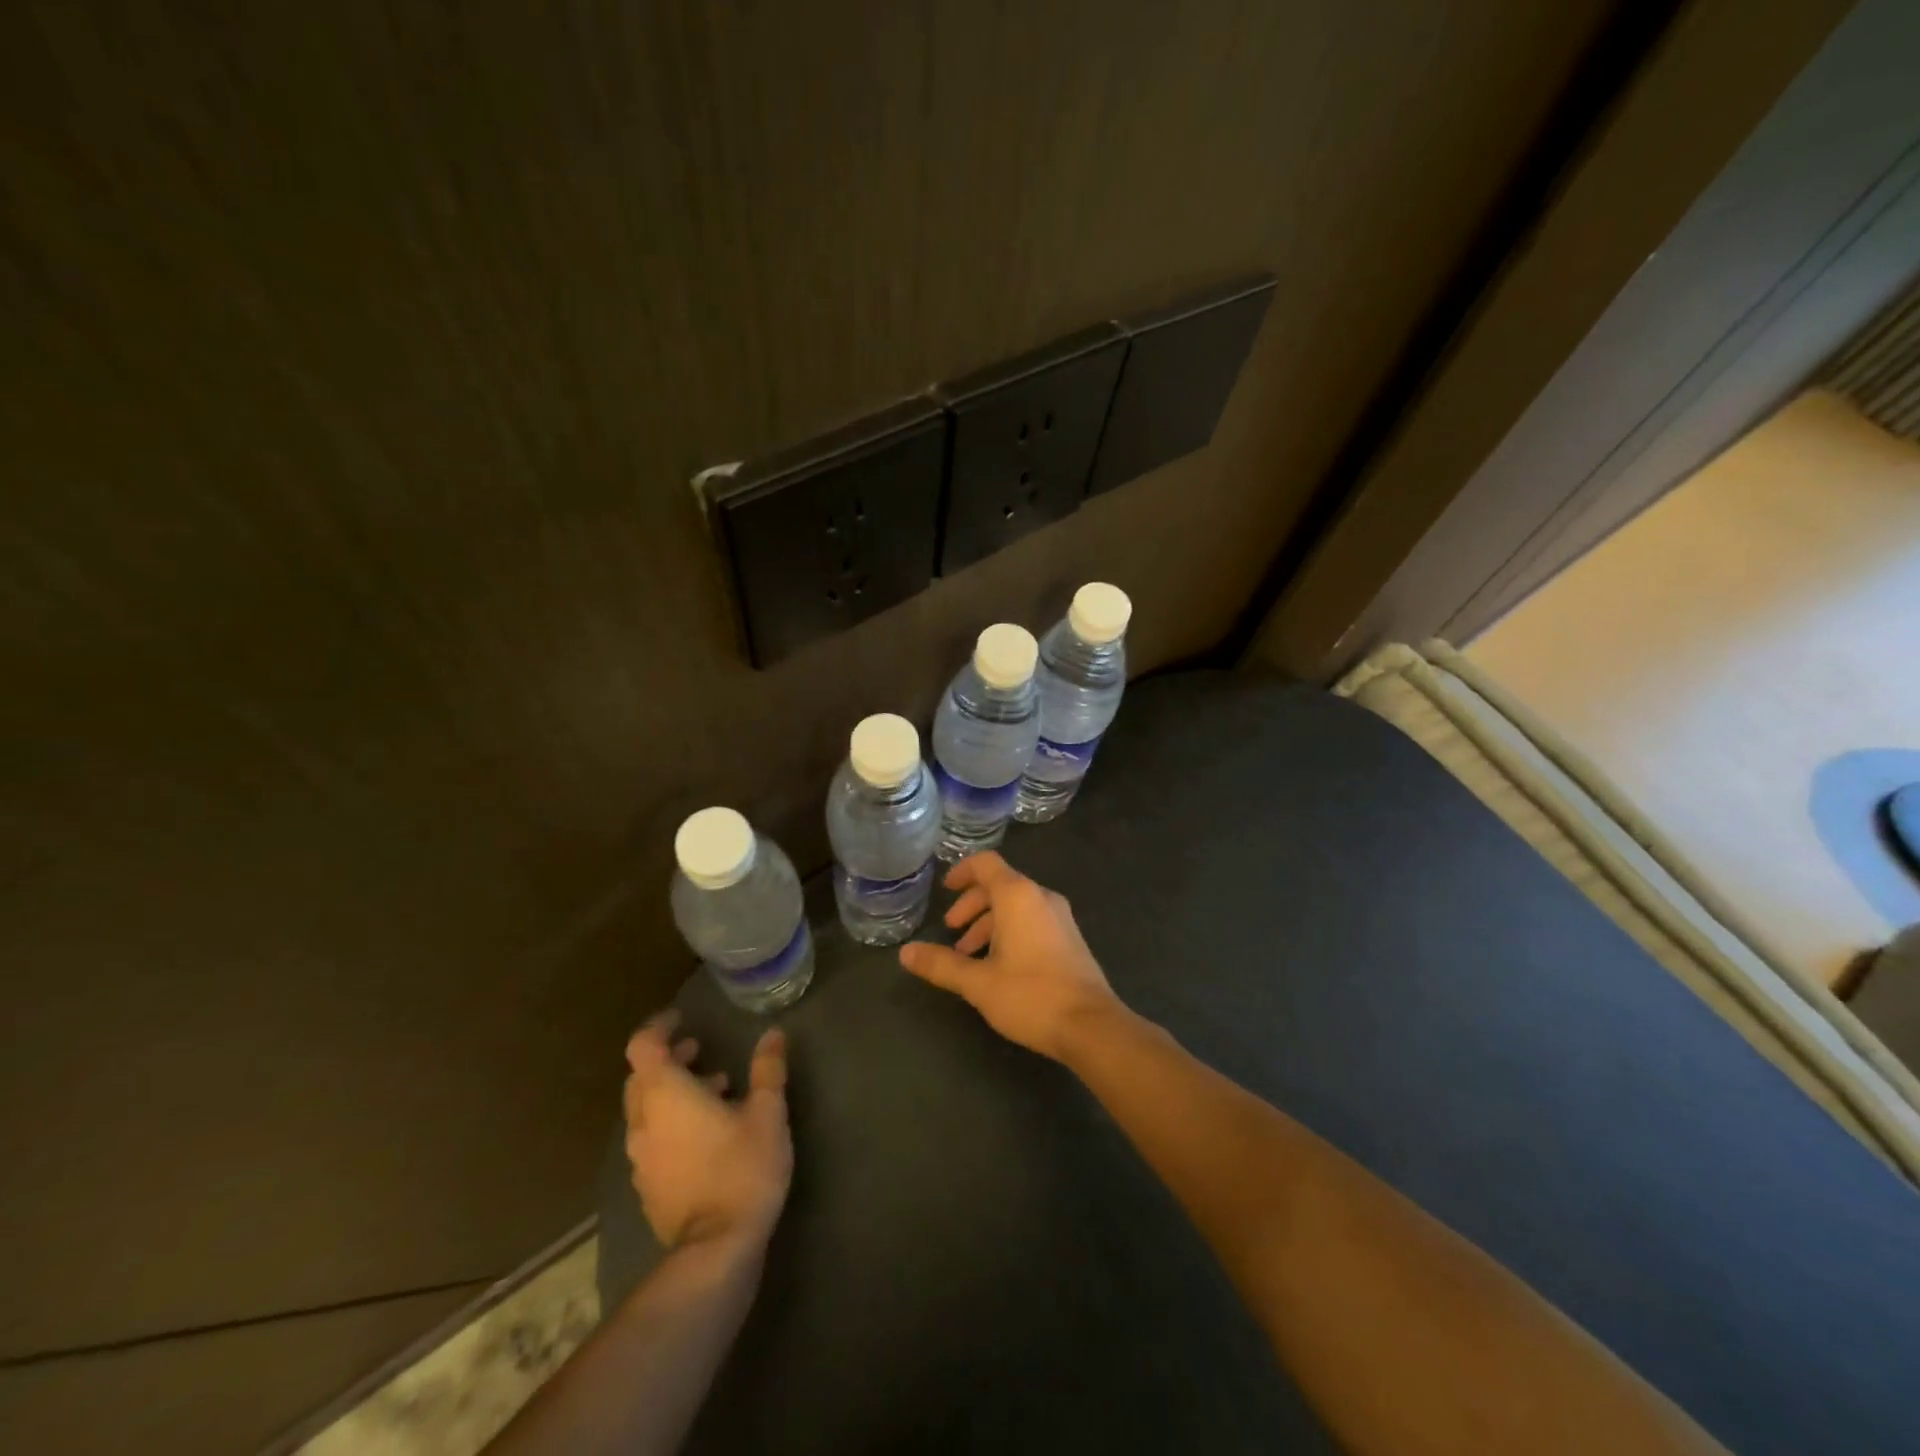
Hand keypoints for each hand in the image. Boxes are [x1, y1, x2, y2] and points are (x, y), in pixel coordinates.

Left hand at [622, 1011, 791, 1252]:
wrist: (715, 1250)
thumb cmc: (742, 1169)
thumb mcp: (767, 1113)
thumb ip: (768, 1070)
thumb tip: (773, 1034)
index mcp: (666, 1095)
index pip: (643, 1046)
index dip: (659, 1026)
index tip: (682, 1018)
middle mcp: (643, 1121)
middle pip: (641, 1077)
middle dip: (668, 1059)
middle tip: (700, 1051)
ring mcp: (641, 1158)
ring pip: (646, 1109)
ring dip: (672, 1091)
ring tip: (716, 1089)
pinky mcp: (648, 1185)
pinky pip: (652, 1138)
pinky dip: (672, 1121)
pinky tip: (708, 1133)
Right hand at [899, 852, 1123, 1062]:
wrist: (1091, 1025)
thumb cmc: (1031, 995)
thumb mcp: (978, 982)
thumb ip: (941, 964)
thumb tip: (905, 953)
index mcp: (1018, 896)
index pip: (986, 863)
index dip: (962, 871)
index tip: (944, 890)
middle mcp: (1041, 897)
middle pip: (1000, 885)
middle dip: (971, 905)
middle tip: (951, 931)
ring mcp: (1060, 917)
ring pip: (1016, 906)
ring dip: (989, 923)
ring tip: (968, 955)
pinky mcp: (1069, 938)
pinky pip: (1032, 921)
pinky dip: (1009, 932)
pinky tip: (998, 965)